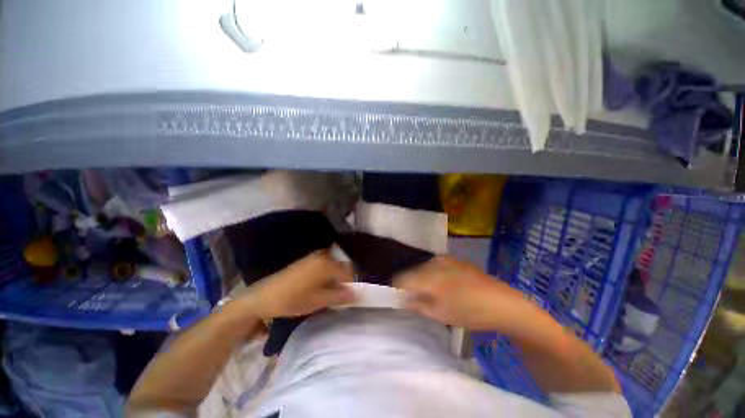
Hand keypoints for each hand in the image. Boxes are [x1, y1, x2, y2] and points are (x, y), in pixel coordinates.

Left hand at [227, 250, 354, 320]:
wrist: (263, 297)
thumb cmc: (293, 299)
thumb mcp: (319, 301)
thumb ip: (340, 296)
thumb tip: (357, 294)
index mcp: (327, 264)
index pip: (348, 270)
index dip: (351, 283)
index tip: (349, 296)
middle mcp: (322, 256)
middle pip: (340, 267)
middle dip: (342, 280)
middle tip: (339, 295)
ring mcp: (313, 257)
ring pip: (332, 266)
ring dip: (334, 278)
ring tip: (328, 293)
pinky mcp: (305, 261)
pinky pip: (323, 266)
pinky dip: (325, 275)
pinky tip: (318, 287)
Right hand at [395, 256, 526, 330]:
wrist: (502, 302)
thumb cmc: (469, 312)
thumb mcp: (440, 314)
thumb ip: (417, 305)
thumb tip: (402, 299)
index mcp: (428, 276)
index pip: (402, 279)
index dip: (398, 289)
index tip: (401, 299)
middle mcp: (433, 263)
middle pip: (412, 272)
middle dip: (411, 284)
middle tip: (417, 299)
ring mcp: (445, 259)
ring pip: (424, 268)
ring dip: (422, 279)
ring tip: (432, 294)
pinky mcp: (454, 259)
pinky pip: (435, 266)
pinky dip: (433, 275)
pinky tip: (444, 286)